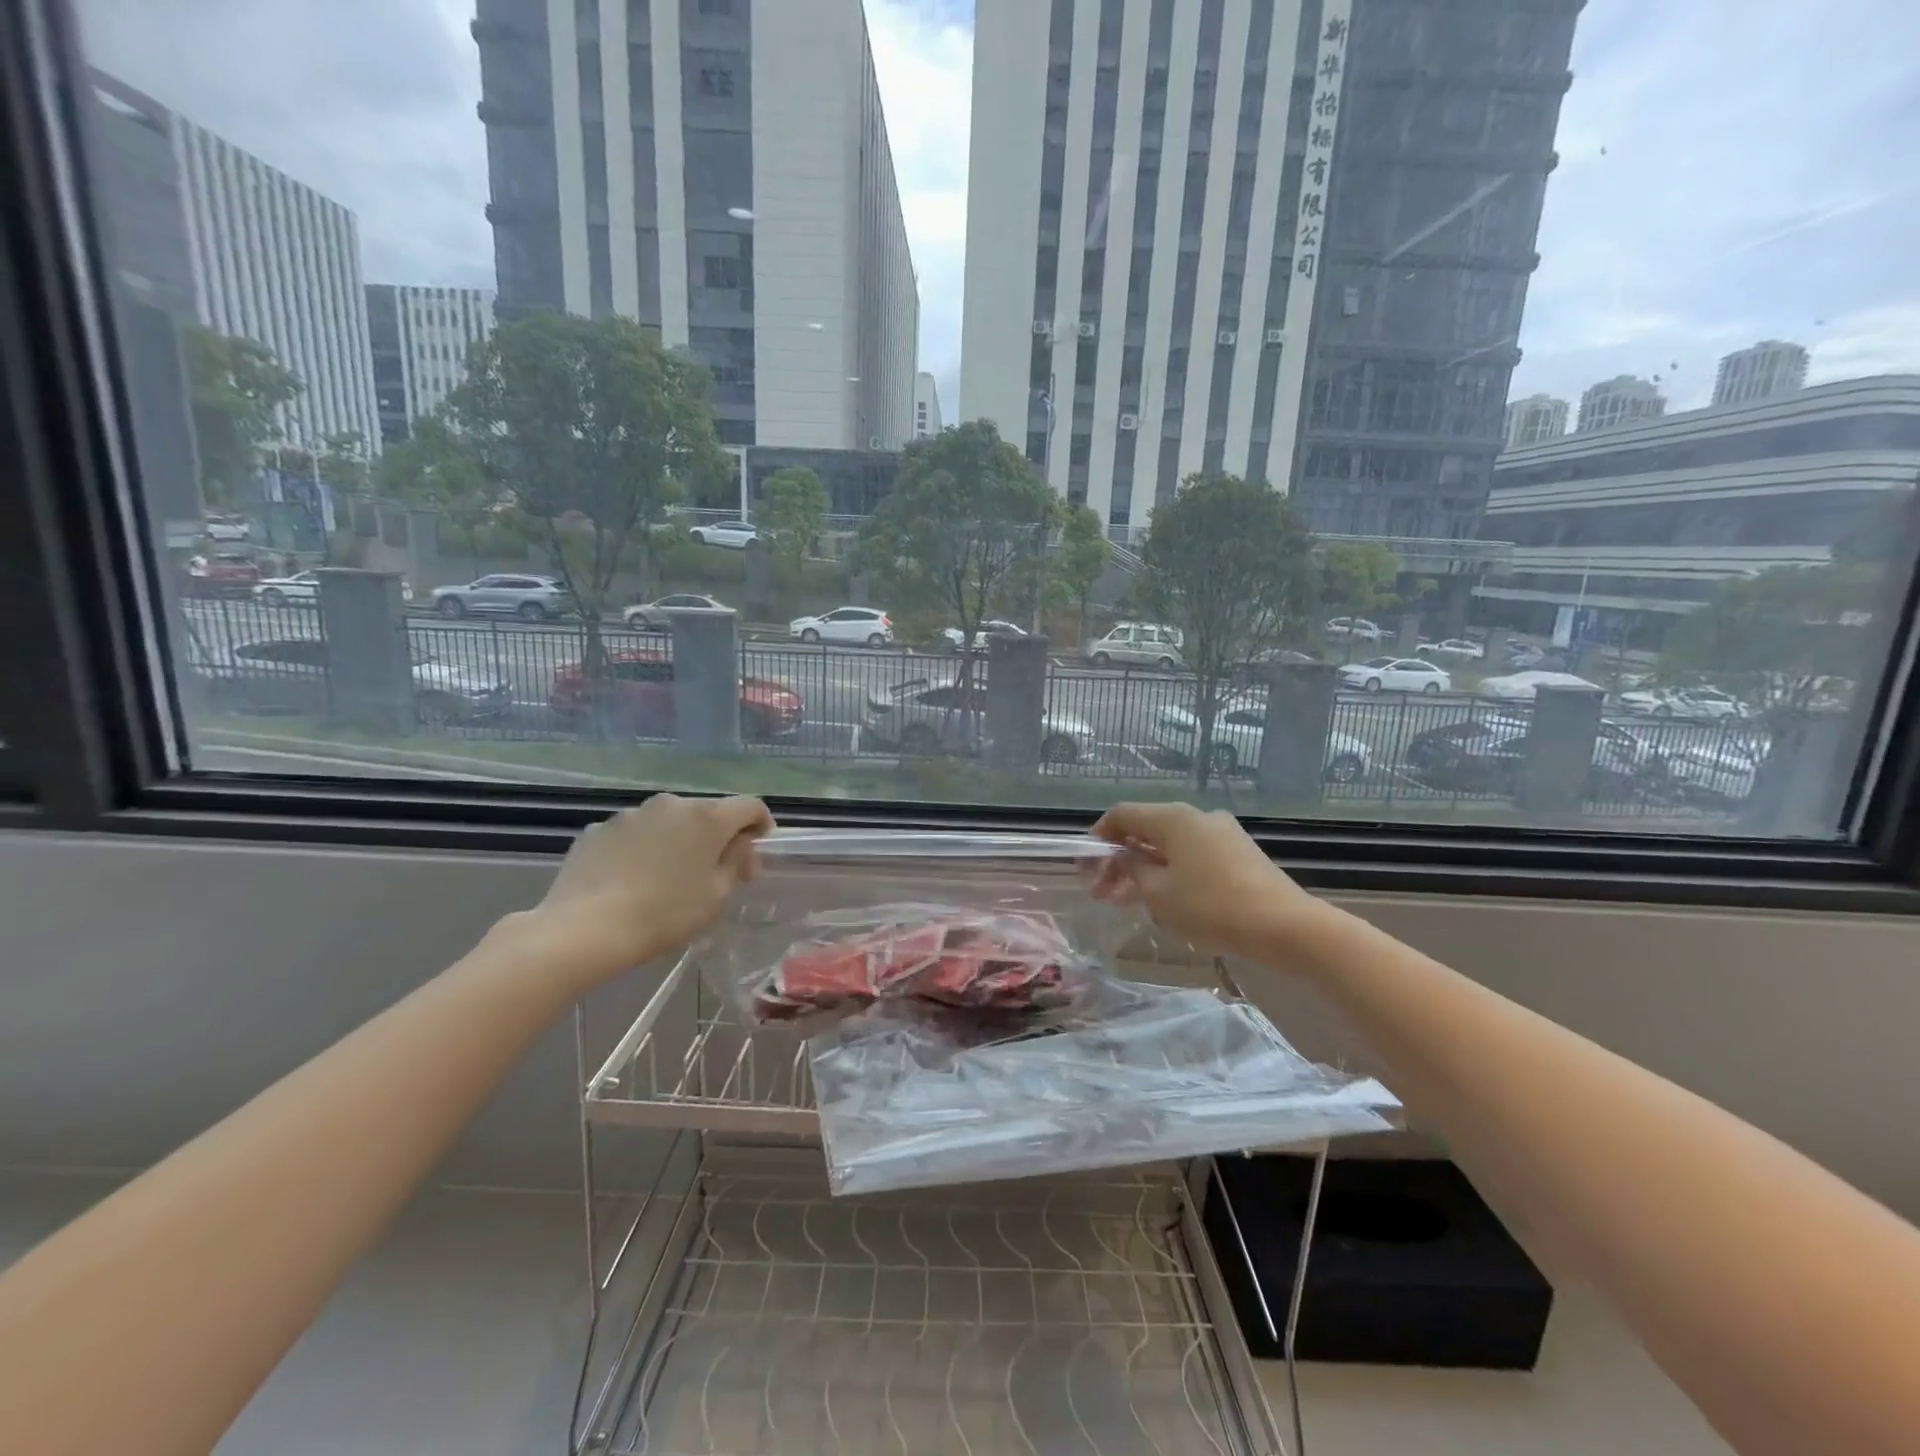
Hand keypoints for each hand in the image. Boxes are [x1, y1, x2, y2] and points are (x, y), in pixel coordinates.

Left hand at [518, 794, 773, 989]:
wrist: (584, 929)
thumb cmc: (664, 914)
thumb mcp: (716, 896)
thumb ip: (736, 862)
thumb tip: (740, 845)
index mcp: (707, 817)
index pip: (750, 805)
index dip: (760, 823)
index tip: (757, 848)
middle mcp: (671, 804)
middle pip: (706, 813)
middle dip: (715, 837)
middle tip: (713, 872)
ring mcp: (631, 814)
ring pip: (667, 823)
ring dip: (676, 841)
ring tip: (666, 878)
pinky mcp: (598, 829)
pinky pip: (633, 834)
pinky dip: (641, 849)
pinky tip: (631, 881)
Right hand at [1089, 802, 1319, 958]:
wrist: (1285, 926)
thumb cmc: (1212, 907)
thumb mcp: (1159, 893)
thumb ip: (1133, 869)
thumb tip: (1124, 856)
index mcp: (1173, 818)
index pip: (1122, 815)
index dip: (1098, 837)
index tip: (1085, 867)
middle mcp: (1196, 816)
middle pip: (1145, 829)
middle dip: (1119, 859)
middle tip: (1101, 892)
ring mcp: (1222, 833)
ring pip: (1169, 845)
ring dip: (1143, 868)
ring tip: (1126, 902)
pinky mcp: (1239, 853)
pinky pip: (1192, 855)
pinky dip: (1170, 871)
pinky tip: (1164, 900)